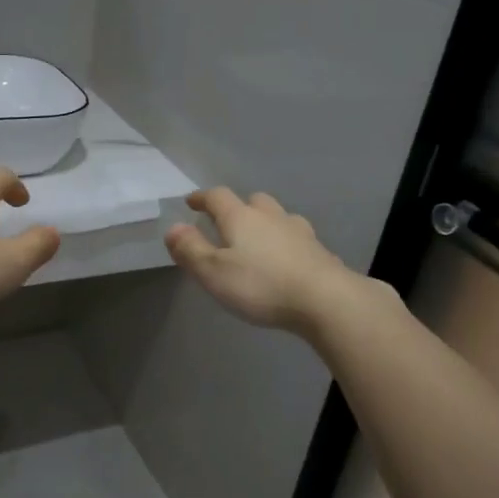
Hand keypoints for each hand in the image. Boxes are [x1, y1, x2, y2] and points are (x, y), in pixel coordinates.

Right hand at [165, 188, 365, 333]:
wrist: (325, 299)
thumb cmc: (261, 285)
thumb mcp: (214, 272)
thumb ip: (191, 250)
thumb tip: (173, 228)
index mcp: (241, 218)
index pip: (218, 197)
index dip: (202, 198)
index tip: (192, 202)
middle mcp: (271, 217)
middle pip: (253, 201)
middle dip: (238, 207)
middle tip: (227, 222)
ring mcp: (299, 232)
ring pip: (278, 217)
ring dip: (265, 223)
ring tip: (258, 241)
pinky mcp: (319, 251)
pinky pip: (297, 239)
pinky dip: (286, 243)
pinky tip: (287, 260)